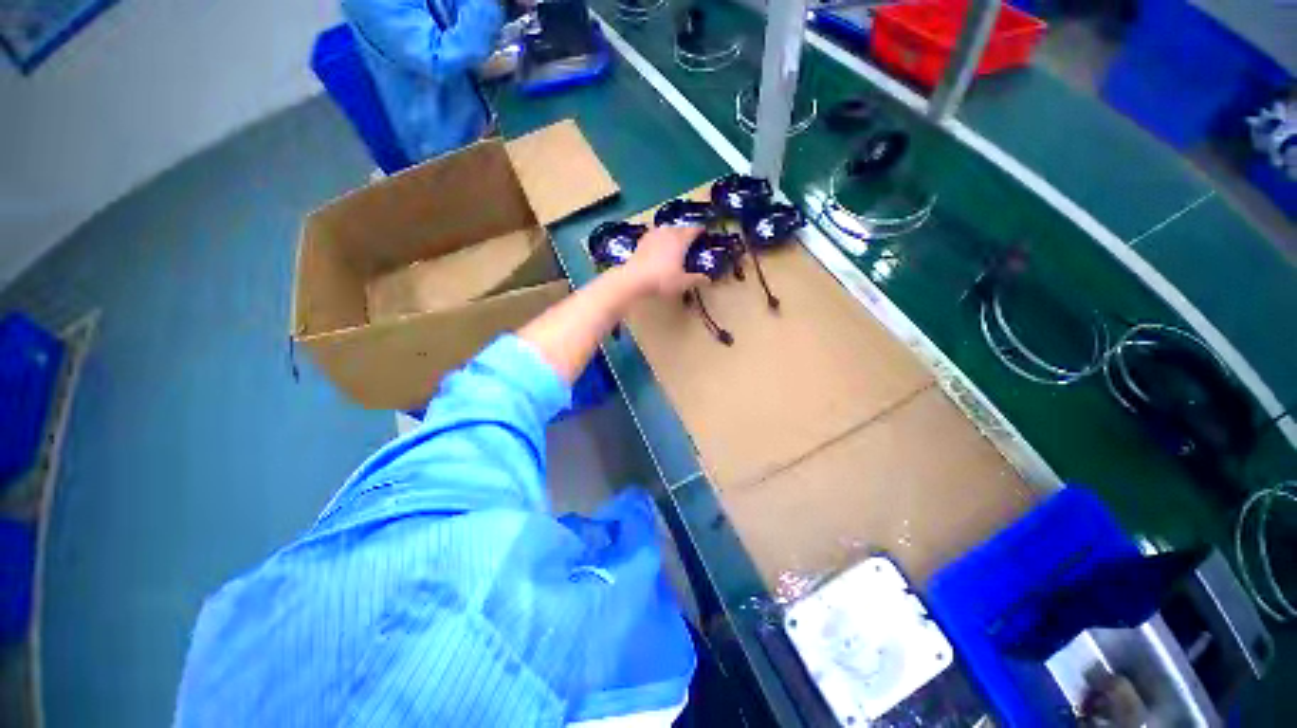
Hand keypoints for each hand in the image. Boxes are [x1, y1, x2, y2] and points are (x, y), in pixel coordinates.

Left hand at [623, 225, 709, 297]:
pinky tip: (659, 246)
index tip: (704, 233)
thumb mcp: (683, 282)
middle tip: (690, 240)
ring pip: (666, 230)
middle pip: (680, 228)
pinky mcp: (642, 241)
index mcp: (680, 240)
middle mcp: (667, 233)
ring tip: (675, 241)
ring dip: (672, 233)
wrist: (634, 279)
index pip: (693, 230)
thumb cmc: (662, 279)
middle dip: (686, 232)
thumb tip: (708, 279)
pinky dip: (660, 238)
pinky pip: (654, 235)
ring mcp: (653, 235)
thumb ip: (696, 279)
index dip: (700, 231)